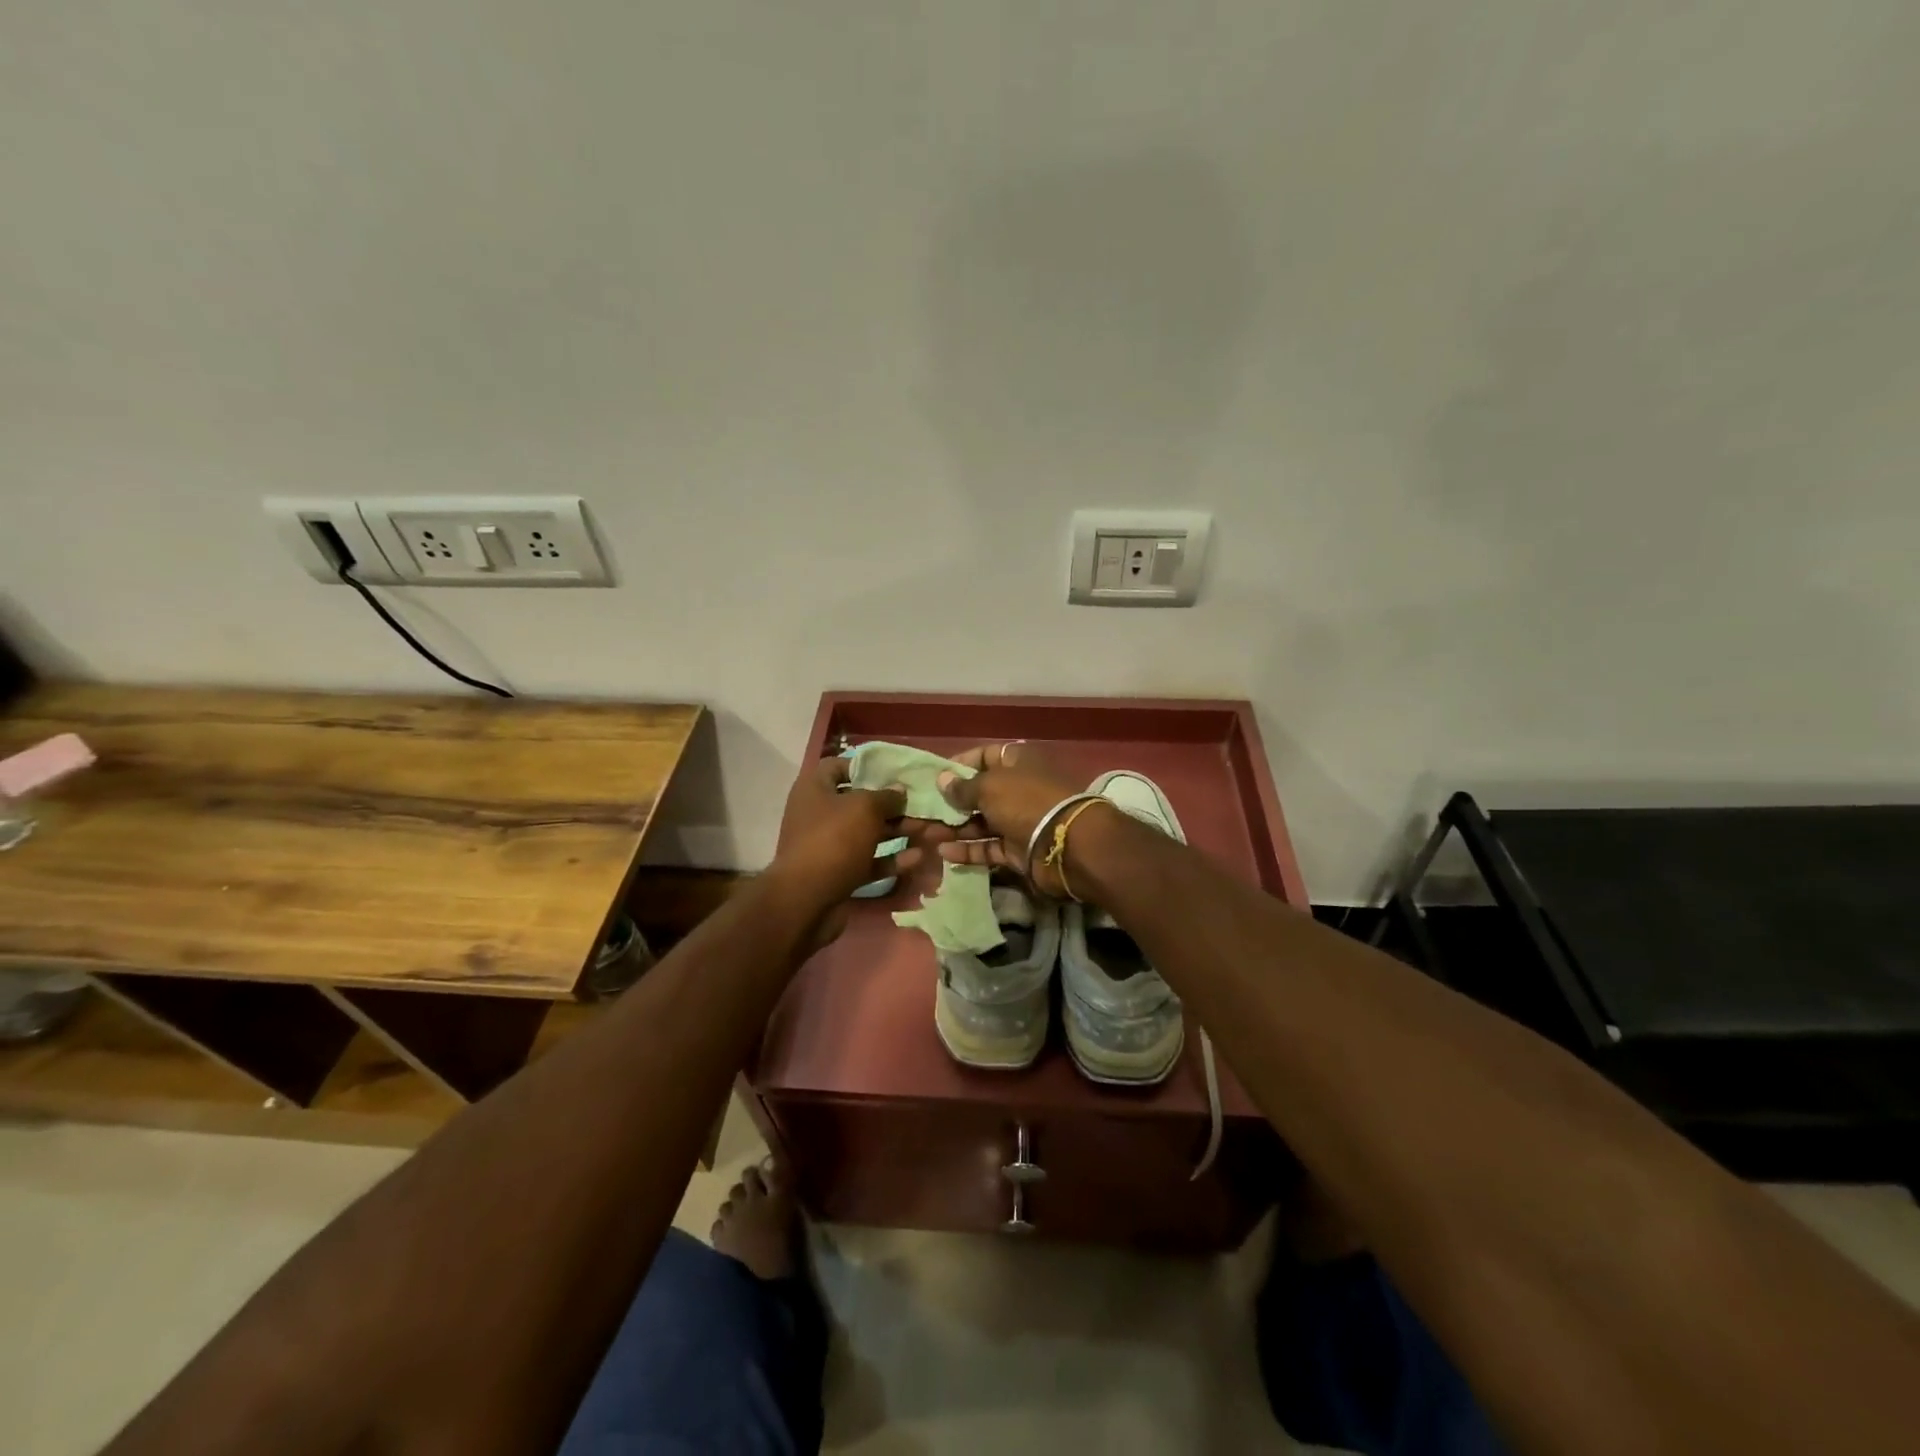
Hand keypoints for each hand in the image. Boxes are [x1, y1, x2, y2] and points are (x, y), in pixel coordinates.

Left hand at [768, 758, 921, 940]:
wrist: (806, 901)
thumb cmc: (834, 840)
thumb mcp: (864, 808)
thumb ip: (887, 796)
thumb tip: (899, 791)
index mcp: (815, 790)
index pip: (838, 766)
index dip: (866, 766)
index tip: (895, 772)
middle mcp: (819, 814)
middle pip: (861, 803)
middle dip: (895, 805)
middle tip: (925, 805)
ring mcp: (829, 846)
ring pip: (869, 833)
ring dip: (899, 831)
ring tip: (932, 831)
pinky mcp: (839, 873)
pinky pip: (869, 861)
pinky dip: (891, 858)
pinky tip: (918, 857)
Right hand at [932, 742, 1086, 894]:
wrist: (1066, 845)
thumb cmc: (1025, 802)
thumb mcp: (989, 787)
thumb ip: (963, 786)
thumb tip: (942, 780)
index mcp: (1018, 762)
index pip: (986, 756)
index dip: (961, 764)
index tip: (936, 777)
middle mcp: (1019, 789)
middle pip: (981, 792)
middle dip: (953, 802)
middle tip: (925, 811)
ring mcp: (1020, 820)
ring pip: (982, 822)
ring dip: (956, 828)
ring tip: (928, 835)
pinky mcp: (1019, 849)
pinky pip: (989, 847)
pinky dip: (968, 850)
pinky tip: (944, 853)